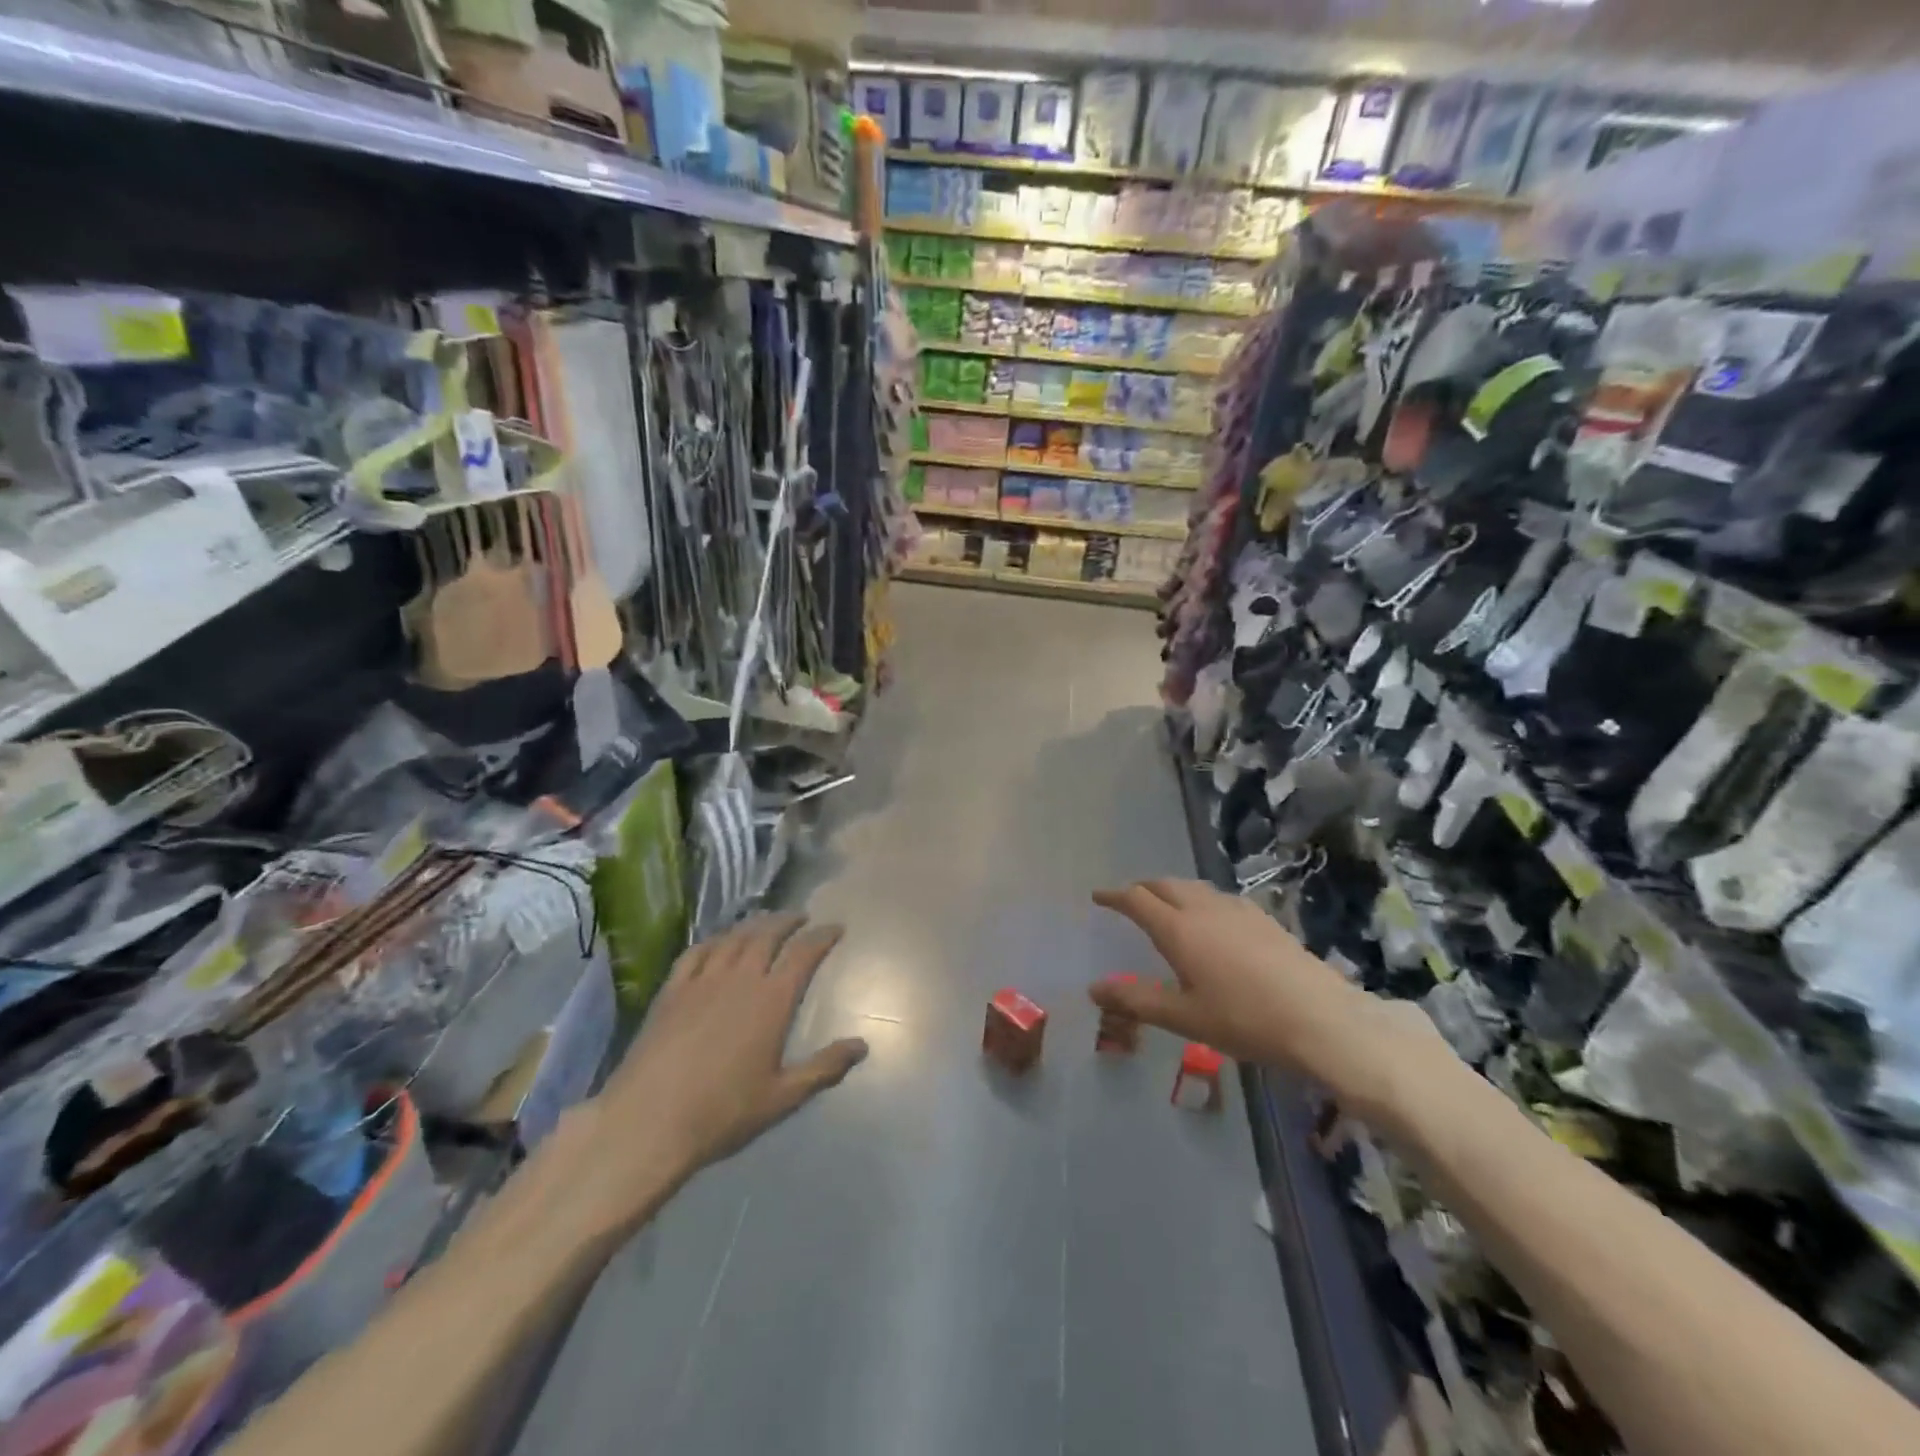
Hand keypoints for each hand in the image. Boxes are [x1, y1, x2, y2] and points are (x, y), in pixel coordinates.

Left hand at [586, 914, 867, 1221]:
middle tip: (801, 916)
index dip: (822, 936)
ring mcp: (702, 981)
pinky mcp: (671, 991)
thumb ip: (824, 1068)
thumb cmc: (722, 1112)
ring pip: (733, 938)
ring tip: (765, 920)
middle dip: (788, 921)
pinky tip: (717, 942)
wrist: (648, 1122)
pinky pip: (696, 952)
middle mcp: (740, 978)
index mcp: (772, 1000)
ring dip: (754, 924)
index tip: (835, 927)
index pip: (804, 954)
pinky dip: (714, 940)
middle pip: (767, 934)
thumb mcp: (783, 1097)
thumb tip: (862, 1046)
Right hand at [1089, 879, 1436, 1117]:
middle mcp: (1204, 909)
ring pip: (1194, 887)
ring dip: (1171, 891)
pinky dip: (1200, 899)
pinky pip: (1219, 898)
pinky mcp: (1264, 919)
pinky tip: (1211, 920)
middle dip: (1142, 888)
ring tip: (1165, 906)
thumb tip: (1094, 988)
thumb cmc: (1244, 1020)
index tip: (1098, 897)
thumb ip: (1136, 1000)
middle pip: (1164, 884)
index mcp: (1179, 929)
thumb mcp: (1184, 1017)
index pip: (1137, 899)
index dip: (1114, 896)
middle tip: (1128, 900)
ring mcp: (1238, 910)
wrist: (1321, 1018)